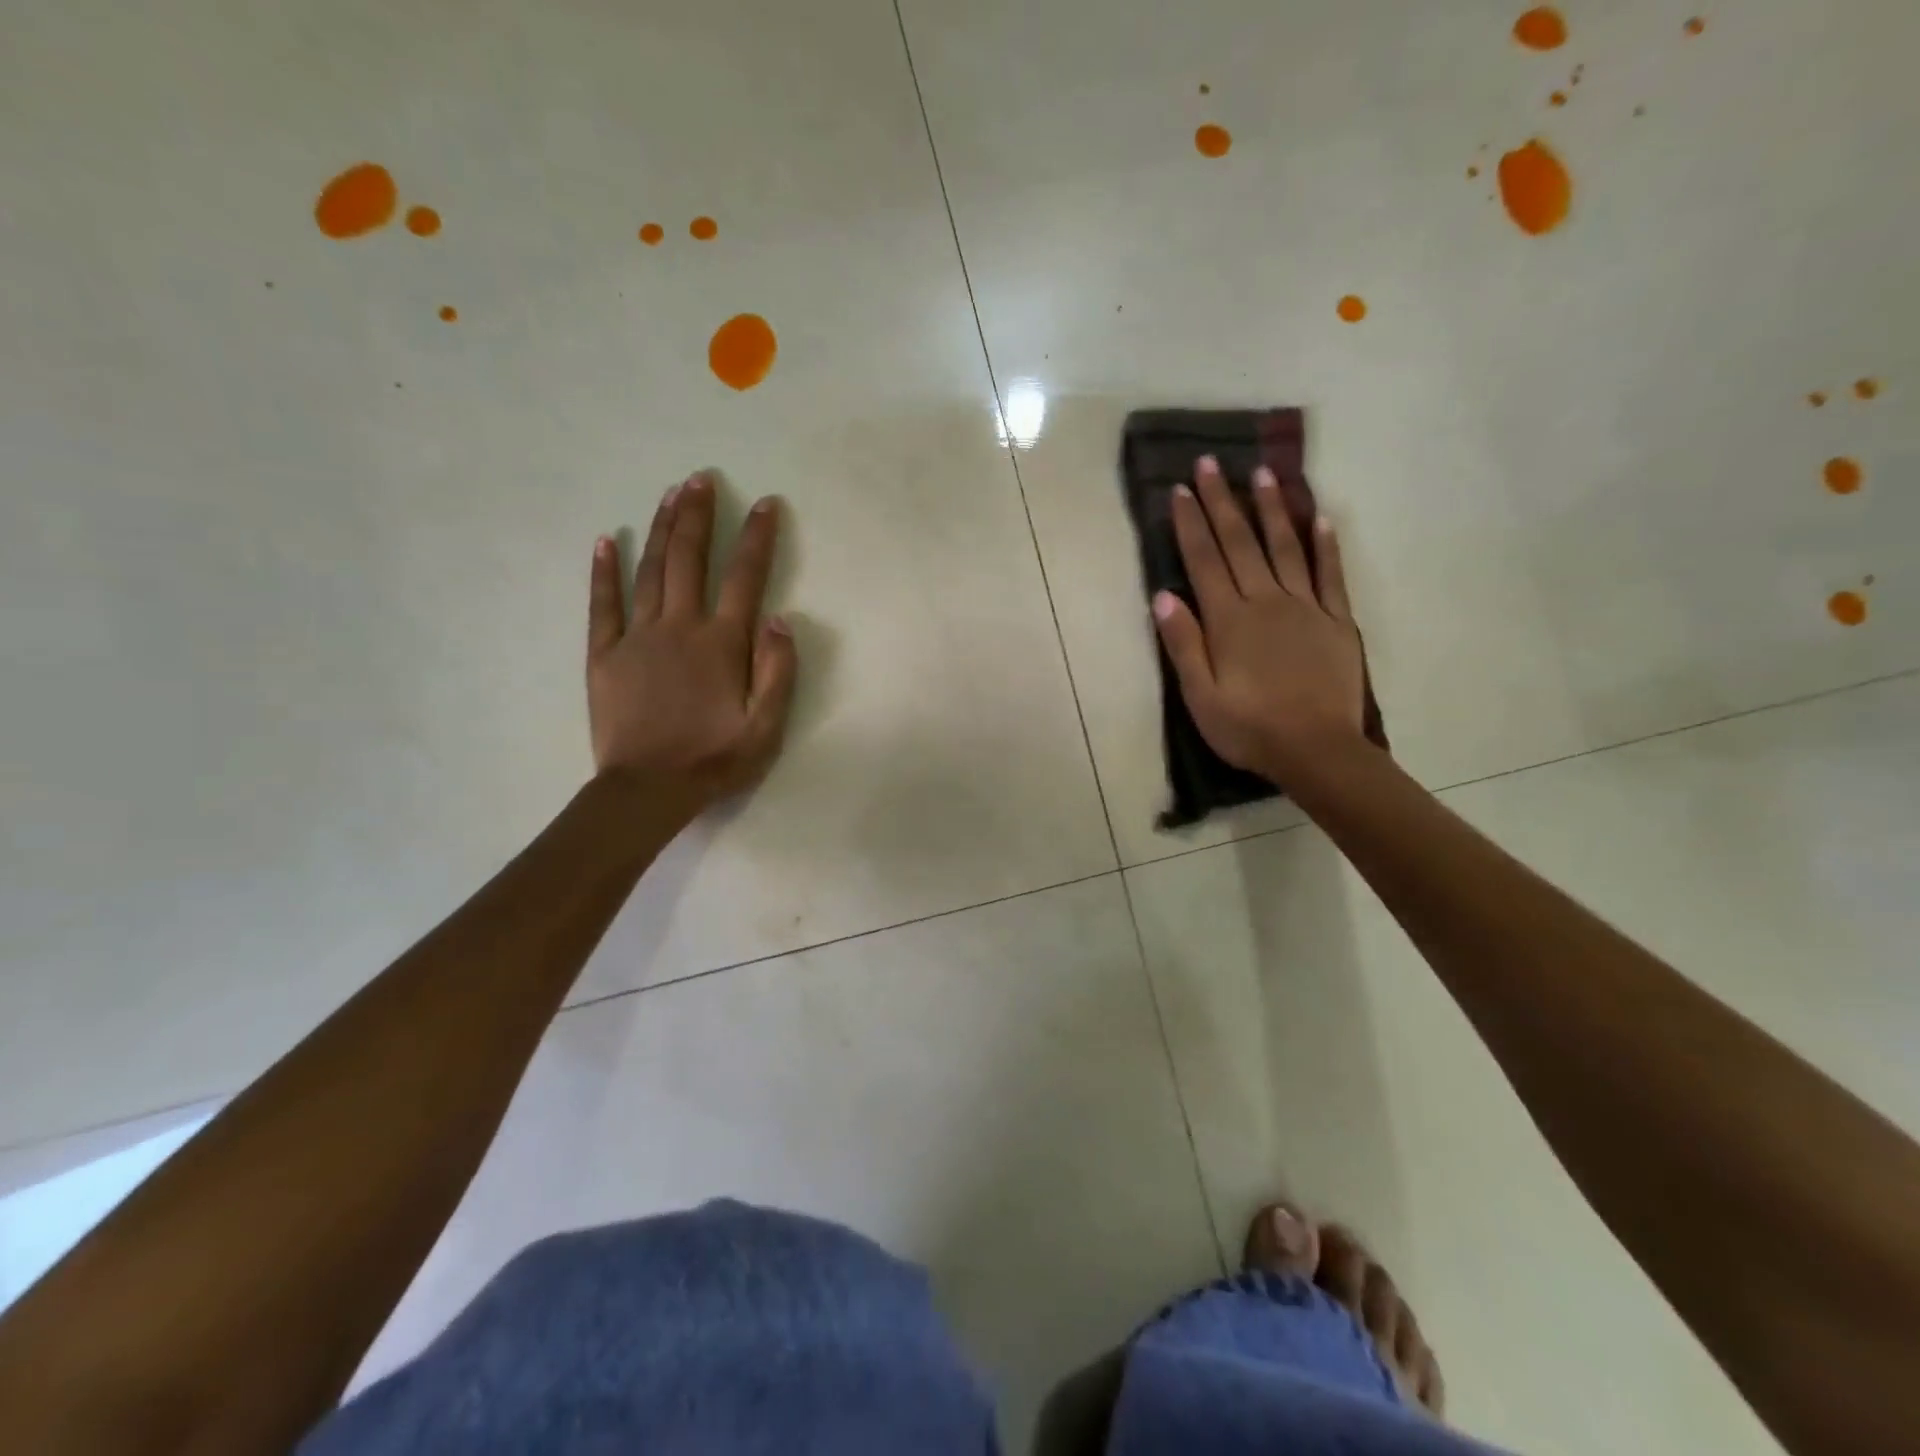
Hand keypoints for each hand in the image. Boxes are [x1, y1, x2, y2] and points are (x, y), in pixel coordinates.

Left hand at [587, 472, 797, 818]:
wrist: (648, 790)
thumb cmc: (713, 760)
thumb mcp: (765, 727)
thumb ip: (778, 671)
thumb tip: (781, 618)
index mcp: (721, 644)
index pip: (746, 578)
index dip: (757, 538)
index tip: (766, 504)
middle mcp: (680, 628)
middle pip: (690, 559)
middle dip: (698, 515)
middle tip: (701, 478)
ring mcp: (637, 637)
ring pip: (650, 571)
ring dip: (661, 529)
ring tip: (670, 494)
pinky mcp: (605, 654)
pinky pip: (603, 604)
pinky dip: (604, 571)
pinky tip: (605, 540)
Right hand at [1152, 455, 1365, 782]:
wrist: (1316, 750)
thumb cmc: (1248, 728)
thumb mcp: (1200, 695)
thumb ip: (1183, 643)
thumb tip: (1164, 595)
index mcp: (1229, 620)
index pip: (1204, 560)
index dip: (1190, 523)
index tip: (1180, 489)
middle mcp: (1265, 601)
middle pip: (1240, 543)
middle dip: (1223, 501)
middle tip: (1212, 463)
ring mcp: (1305, 607)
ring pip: (1286, 547)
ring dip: (1273, 509)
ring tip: (1264, 473)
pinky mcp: (1336, 621)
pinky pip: (1331, 575)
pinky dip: (1326, 545)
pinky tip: (1322, 518)